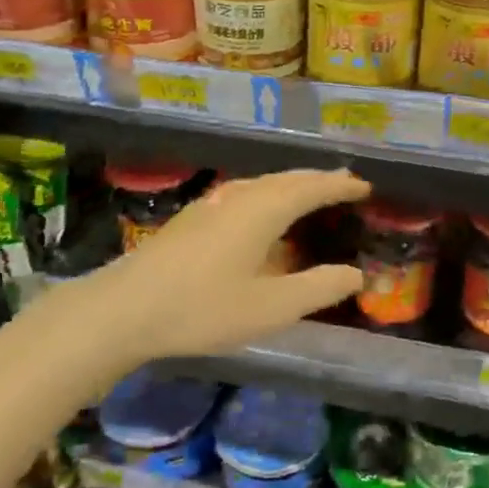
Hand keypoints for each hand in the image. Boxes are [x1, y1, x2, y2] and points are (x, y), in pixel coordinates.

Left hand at [89, 168, 368, 360]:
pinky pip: (246, 193)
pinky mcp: (194, 217)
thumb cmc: (203, 308)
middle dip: (319, 179)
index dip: (341, 185)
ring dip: (292, 185)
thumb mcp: (271, 308)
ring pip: (264, 183)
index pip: (313, 187)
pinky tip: (262, 214)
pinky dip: (269, 195)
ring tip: (311, 194)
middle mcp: (241, 196)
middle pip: (288, 178)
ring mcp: (212, 203)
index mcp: (264, 209)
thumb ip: (318, 289)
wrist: (124, 309)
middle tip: (345, 183)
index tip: (365, 186)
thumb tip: (355, 274)